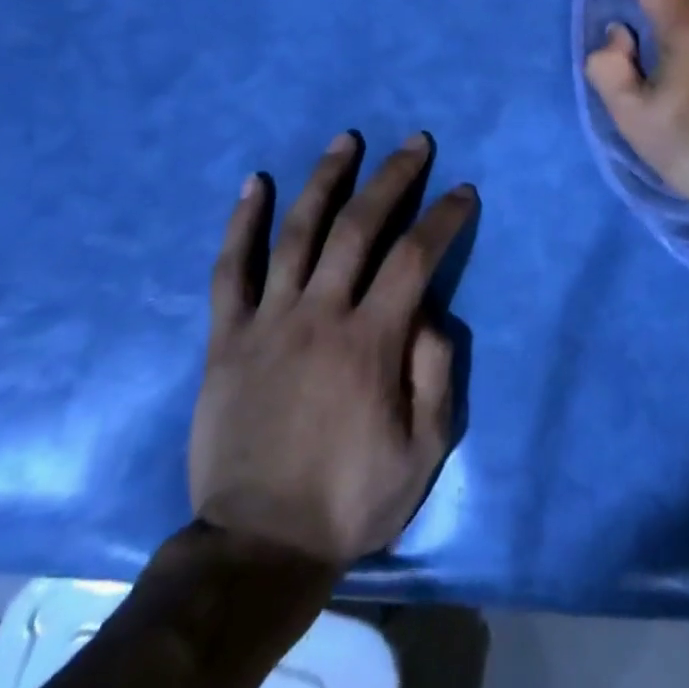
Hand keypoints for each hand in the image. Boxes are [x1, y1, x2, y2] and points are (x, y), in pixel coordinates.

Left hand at [189, 131, 472, 569]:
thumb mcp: (423, 451)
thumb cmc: (350, 498)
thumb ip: (435, 373)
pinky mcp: (227, 338)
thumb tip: (431, 311)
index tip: (462, 192)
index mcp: (371, 341)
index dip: (443, 218)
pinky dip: (242, 223)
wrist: (257, 547)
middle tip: (414, 143)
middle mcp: (321, 315)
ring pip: (297, 232)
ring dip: (325, 180)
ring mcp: (269, 321)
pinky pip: (230, 270)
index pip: (416, 257)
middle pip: (359, 226)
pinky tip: (254, 183)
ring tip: (345, 140)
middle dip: (392, 177)